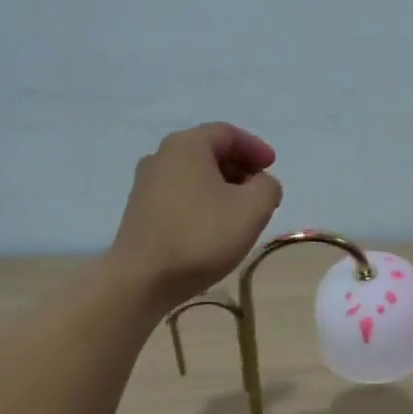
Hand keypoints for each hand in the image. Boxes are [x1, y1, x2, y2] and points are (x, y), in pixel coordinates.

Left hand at [110, 123, 283, 311]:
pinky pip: (179, 194)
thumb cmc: (201, 237)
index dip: (255, 148)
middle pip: (208, 152)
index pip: (227, 133)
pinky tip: (213, 227)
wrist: (142, 279)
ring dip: (221, 186)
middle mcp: (161, 156)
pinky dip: (202, 201)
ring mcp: (146, 184)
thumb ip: (267, 188)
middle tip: (259, 190)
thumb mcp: (252, 210)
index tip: (273, 167)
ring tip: (240, 212)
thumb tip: (260, 184)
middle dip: (239, 167)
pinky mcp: (139, 211)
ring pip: (193, 175)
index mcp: (187, 145)